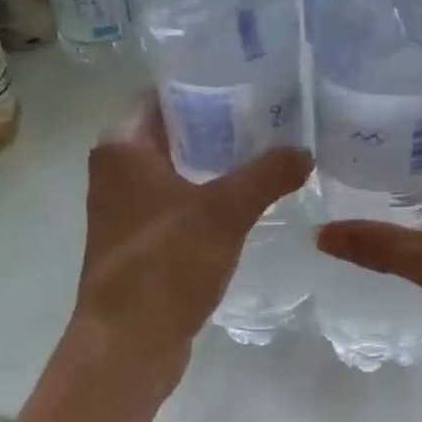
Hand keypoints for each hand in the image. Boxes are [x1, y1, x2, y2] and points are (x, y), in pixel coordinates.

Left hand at [71, 94, 311, 388]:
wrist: (128, 343)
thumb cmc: (165, 264)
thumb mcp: (224, 211)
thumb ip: (267, 174)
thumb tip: (305, 151)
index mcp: (121, 148)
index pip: (160, 94)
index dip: (200, 82)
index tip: (245, 77)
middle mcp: (116, 173)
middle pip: (170, 131)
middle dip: (216, 123)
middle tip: (268, 114)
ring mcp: (126, 212)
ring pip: (175, 171)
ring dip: (214, 163)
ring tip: (266, 152)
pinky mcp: (141, 245)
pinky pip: (178, 206)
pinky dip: (207, 198)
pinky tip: (246, 203)